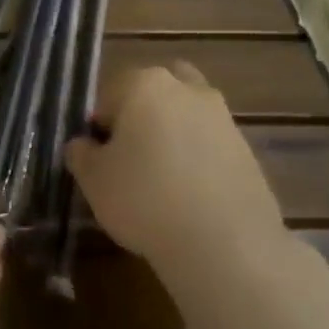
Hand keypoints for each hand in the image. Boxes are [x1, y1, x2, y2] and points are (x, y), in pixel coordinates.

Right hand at [64, 62, 294, 286]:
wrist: (226, 244)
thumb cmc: (145, 200)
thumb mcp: (93, 180)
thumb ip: (81, 154)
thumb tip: (83, 145)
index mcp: (143, 84)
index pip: (109, 94)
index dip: (99, 126)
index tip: (99, 158)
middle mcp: (186, 89)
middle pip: (153, 93)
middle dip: (140, 116)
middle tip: (129, 158)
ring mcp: (222, 117)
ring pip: (186, 115)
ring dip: (172, 134)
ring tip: (161, 179)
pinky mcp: (248, 149)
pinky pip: (211, 144)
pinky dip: (199, 158)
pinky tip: (190, 195)